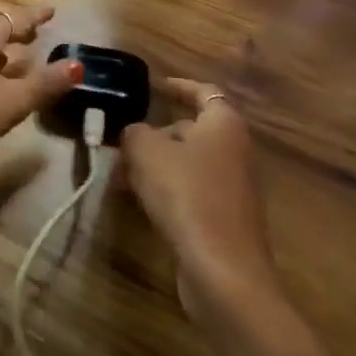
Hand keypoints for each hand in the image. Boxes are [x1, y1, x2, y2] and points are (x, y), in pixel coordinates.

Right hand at [120, 79, 281, 313]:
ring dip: (156, 165)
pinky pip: (190, 191)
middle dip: (156, 133)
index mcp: (223, 123)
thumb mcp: (146, 152)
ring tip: (120, 174)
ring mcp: (233, 186)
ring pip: (188, 163)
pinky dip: (166, 190)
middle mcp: (235, 150)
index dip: (179, 87)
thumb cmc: (187, 194)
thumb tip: (133, 134)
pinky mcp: (224, 218)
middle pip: (192, 130)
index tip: (156, 87)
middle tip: (122, 141)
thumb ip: (134, 133)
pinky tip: (138, 202)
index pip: (203, 92)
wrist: (222, 269)